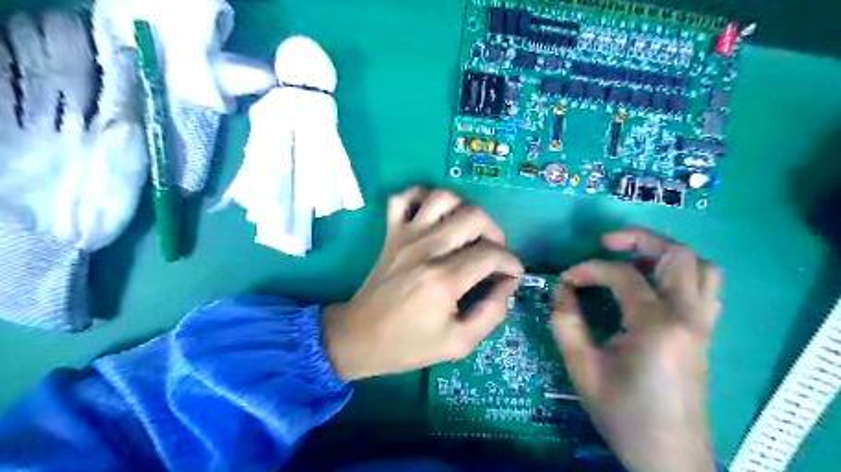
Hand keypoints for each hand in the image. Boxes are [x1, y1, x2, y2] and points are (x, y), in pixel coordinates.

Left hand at [322, 187, 523, 378]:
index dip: (511, 263)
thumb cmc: (408, 344)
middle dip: (495, 233)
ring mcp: (405, 236)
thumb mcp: (458, 343)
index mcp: (443, 280)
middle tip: (494, 254)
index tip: (512, 274)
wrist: (358, 337)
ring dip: (464, 209)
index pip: (491, 254)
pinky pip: (403, 198)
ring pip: (443, 197)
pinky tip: (433, 215)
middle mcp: (426, 249)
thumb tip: (507, 284)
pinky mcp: (391, 233)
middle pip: (474, 216)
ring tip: (468, 231)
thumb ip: (491, 313)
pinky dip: (421, 196)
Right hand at [553, 228, 723, 470]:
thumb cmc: (622, 413)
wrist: (668, 456)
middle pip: (677, 254)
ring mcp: (703, 325)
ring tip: (633, 260)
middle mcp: (689, 317)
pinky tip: (653, 286)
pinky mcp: (705, 334)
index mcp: (657, 325)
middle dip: (638, 239)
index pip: (623, 275)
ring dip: (665, 254)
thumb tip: (562, 290)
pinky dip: (681, 274)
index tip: (566, 280)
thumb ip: (566, 322)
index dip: (589, 269)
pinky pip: (705, 288)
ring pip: (701, 266)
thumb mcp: (582, 368)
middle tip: (606, 243)